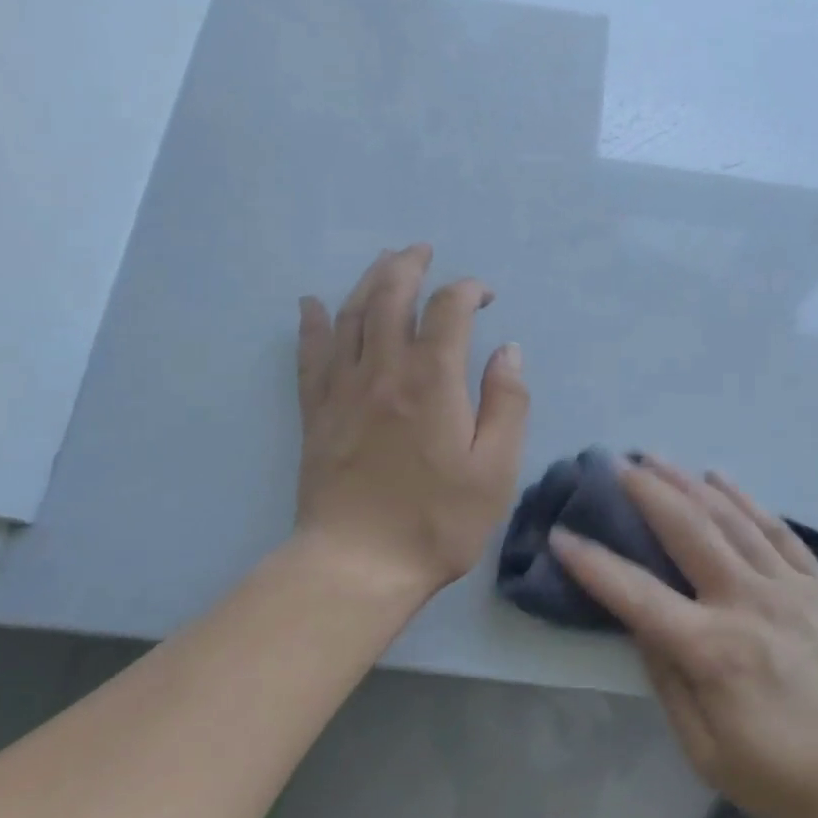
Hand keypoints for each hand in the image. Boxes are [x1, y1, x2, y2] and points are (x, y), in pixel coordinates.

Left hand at [293, 245, 528, 602]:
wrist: (357, 566)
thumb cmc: (437, 521)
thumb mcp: (496, 469)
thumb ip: (506, 403)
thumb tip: (507, 351)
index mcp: (433, 381)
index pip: (448, 309)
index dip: (468, 290)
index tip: (485, 296)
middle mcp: (384, 370)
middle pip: (391, 296)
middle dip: (409, 265)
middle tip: (423, 251)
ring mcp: (343, 389)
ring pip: (351, 314)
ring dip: (369, 280)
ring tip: (384, 261)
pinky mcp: (316, 412)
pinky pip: (310, 354)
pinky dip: (312, 323)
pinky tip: (311, 304)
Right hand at [551, 459, 817, 817]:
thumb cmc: (789, 779)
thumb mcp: (709, 754)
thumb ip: (670, 685)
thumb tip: (641, 628)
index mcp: (712, 649)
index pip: (636, 595)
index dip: (592, 564)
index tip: (561, 534)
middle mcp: (745, 602)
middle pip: (687, 531)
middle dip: (646, 492)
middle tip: (616, 464)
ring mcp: (786, 586)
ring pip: (729, 518)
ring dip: (688, 483)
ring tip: (656, 458)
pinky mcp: (817, 584)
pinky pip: (776, 529)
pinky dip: (745, 499)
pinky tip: (721, 479)